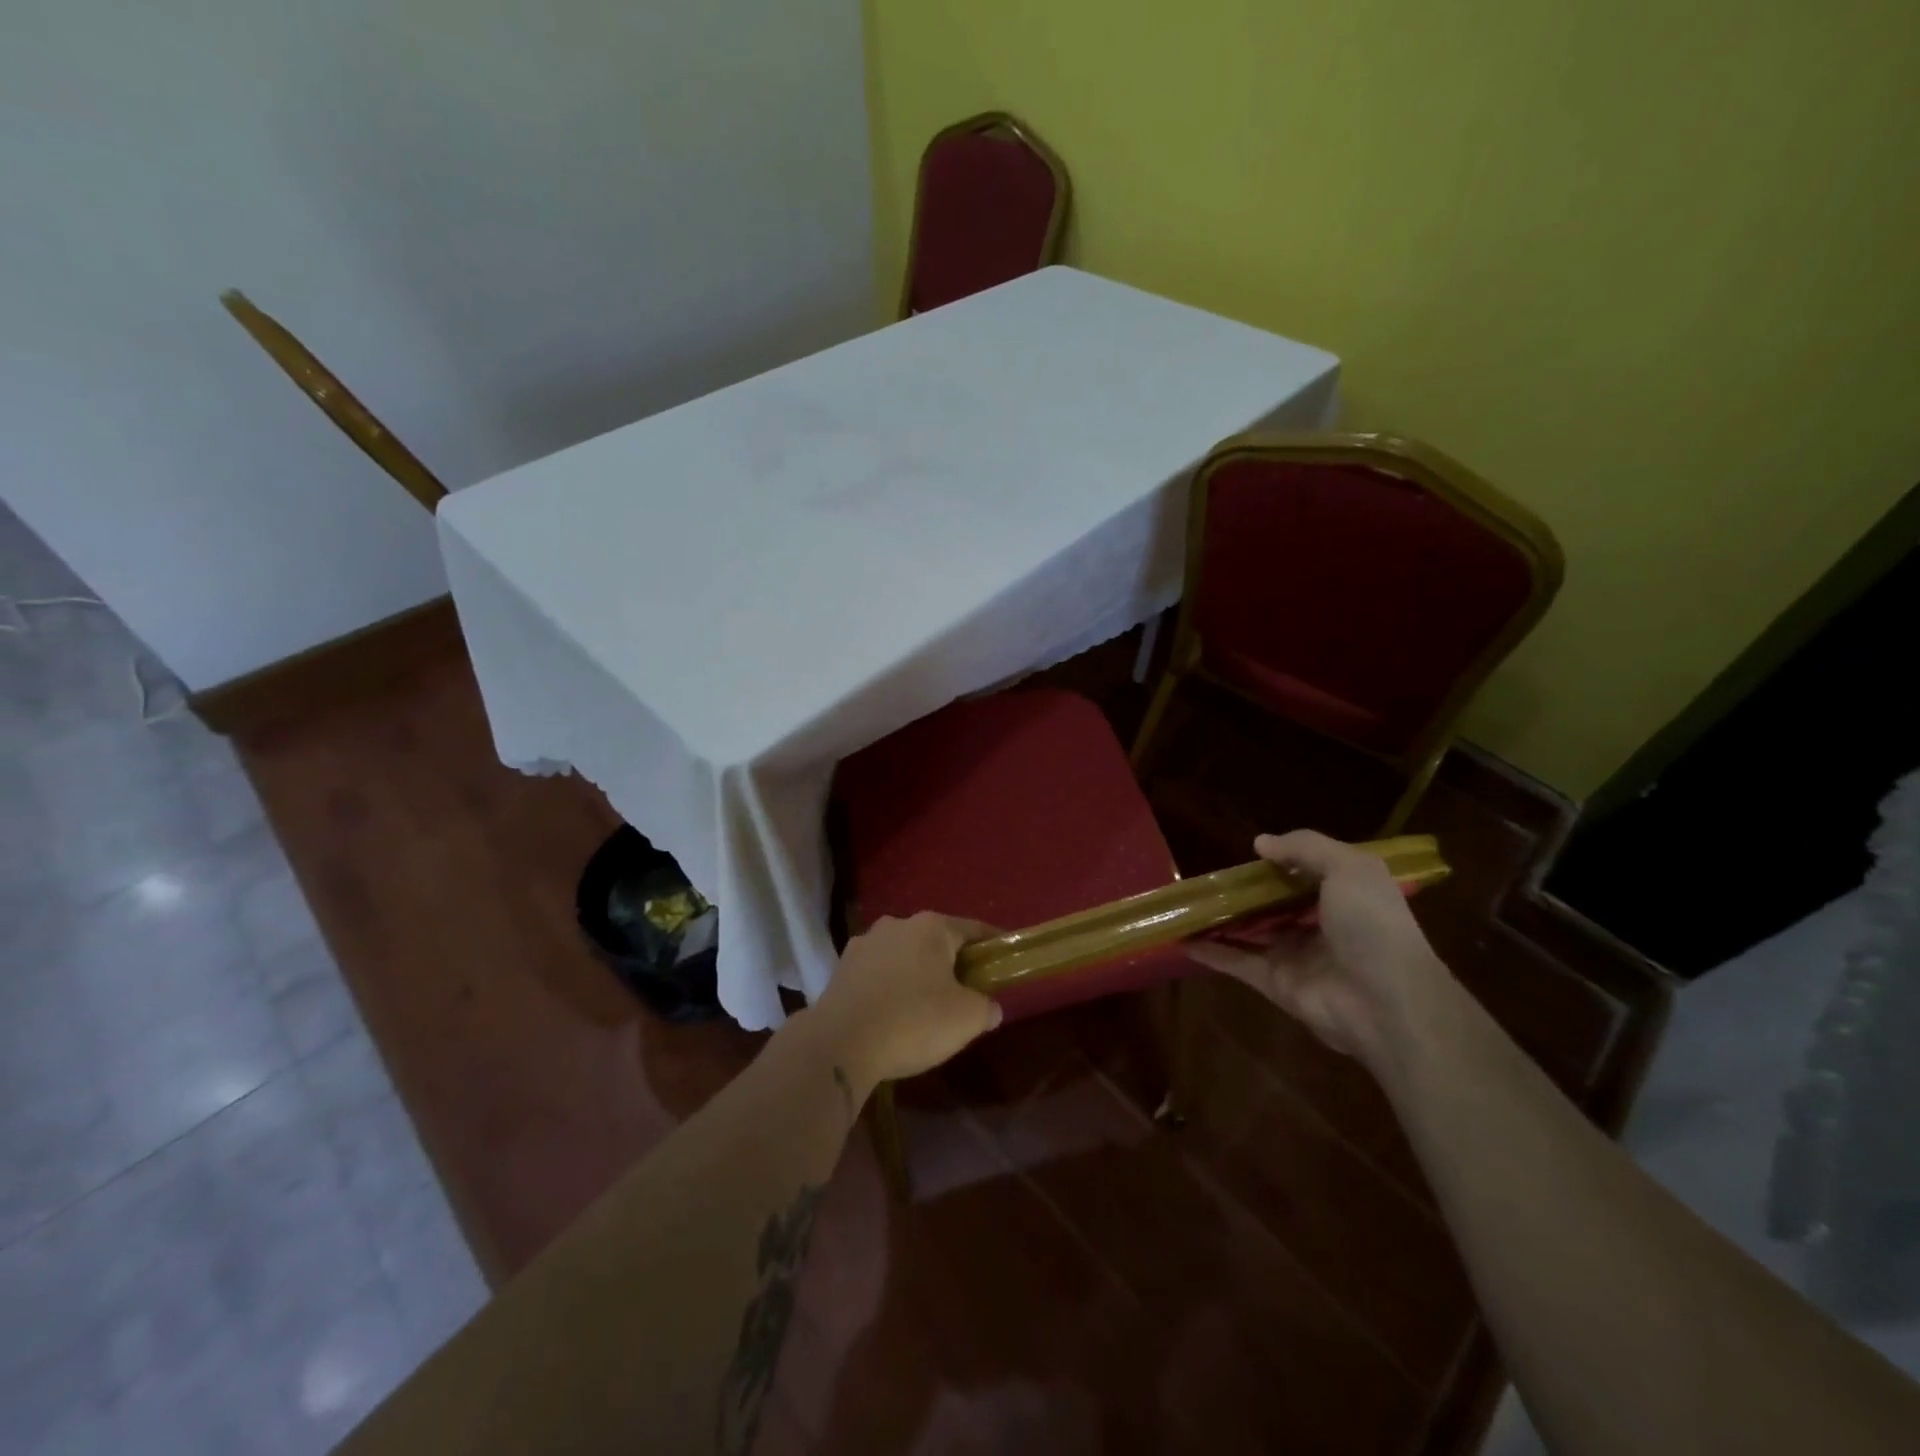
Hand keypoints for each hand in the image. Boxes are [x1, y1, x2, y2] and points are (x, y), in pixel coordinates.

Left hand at [805, 913, 1002, 1090]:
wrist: (839, 1043)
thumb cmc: (913, 1021)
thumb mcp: (967, 1019)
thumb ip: (986, 1007)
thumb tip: (990, 1007)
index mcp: (931, 927)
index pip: (973, 929)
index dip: (993, 945)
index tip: (1005, 960)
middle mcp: (896, 924)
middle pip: (936, 941)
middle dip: (952, 963)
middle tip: (966, 993)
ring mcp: (864, 944)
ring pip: (904, 956)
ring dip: (917, 975)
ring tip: (926, 1009)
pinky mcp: (841, 969)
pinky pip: (878, 975)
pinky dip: (890, 989)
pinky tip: (893, 1016)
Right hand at [1187, 830, 1451, 1069]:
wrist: (1386, 1002)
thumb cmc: (1373, 925)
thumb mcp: (1349, 868)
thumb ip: (1305, 848)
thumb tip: (1260, 843)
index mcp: (1345, 897)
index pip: (1309, 874)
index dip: (1282, 862)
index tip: (1250, 853)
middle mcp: (1319, 925)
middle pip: (1275, 904)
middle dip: (1246, 892)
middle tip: (1209, 877)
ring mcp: (1295, 955)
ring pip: (1251, 932)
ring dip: (1223, 920)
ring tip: (1188, 903)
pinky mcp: (1275, 983)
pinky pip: (1236, 963)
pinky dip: (1211, 953)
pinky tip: (1182, 939)